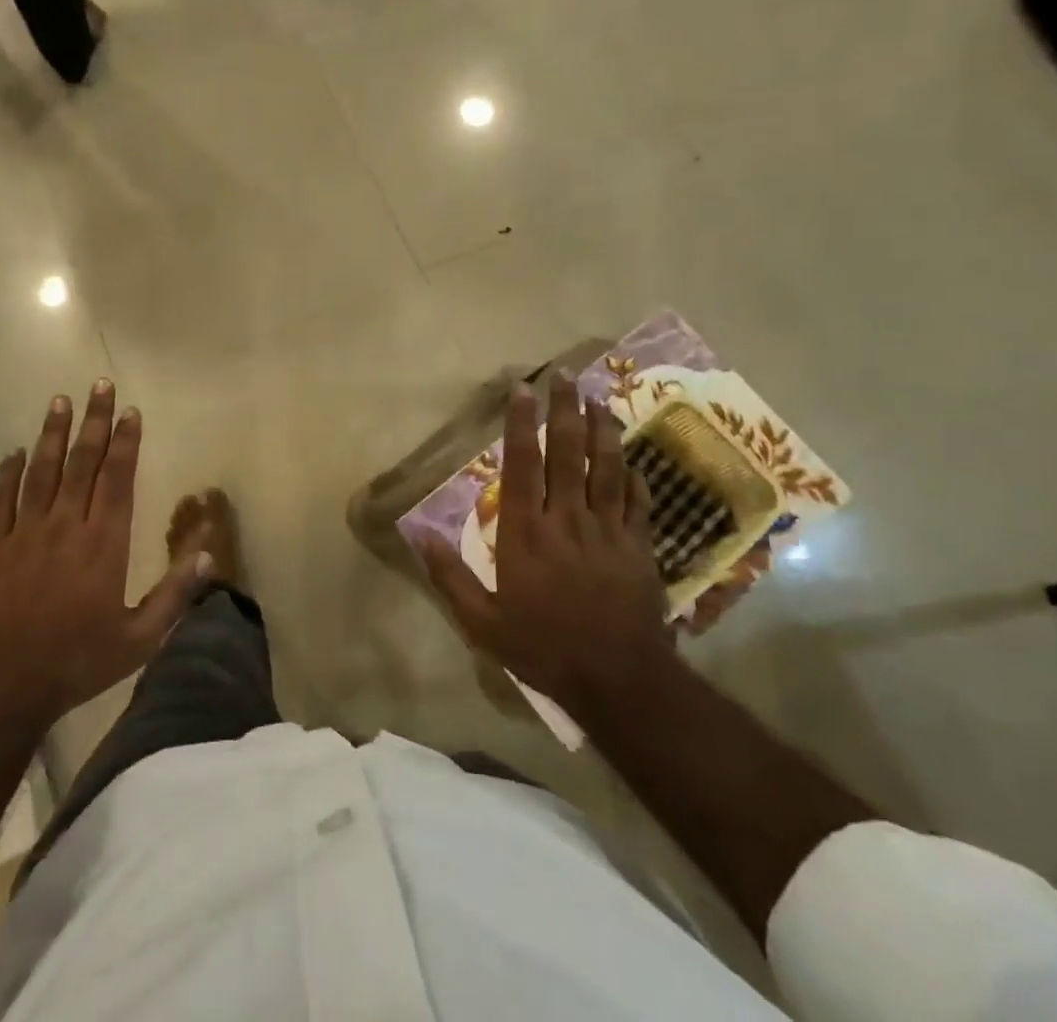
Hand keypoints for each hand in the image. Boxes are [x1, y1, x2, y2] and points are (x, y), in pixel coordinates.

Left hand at [0, 380, 207, 731]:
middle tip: (99, 385)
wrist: (5, 687)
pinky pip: (0, 501)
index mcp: (103, 543)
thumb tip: (208, 555)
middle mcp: (66, 526)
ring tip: (59, 401)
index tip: (130, 411)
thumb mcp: (139, 638)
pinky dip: (6, 475)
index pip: (117, 478)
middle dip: (93, 421)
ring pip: (41, 471)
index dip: (125, 442)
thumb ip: (175, 594)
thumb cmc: (78, 660)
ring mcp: (25, 534)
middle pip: (82, 463)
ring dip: (52, 435)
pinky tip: (13, 453)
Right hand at [423, 372, 671, 718]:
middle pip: (568, 453)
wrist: (618, 681)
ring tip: (599, 399)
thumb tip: (417, 533)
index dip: (521, 424)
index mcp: (526, 532)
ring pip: (607, 468)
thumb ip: (449, 575)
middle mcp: (567, 519)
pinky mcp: (639, 548)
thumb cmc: (543, 647)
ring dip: (603, 430)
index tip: (522, 390)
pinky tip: (632, 459)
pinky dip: (635, 477)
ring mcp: (608, 530)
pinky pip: (638, 502)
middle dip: (565, 410)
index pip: (522, 465)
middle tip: (565, 375)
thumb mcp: (483, 622)